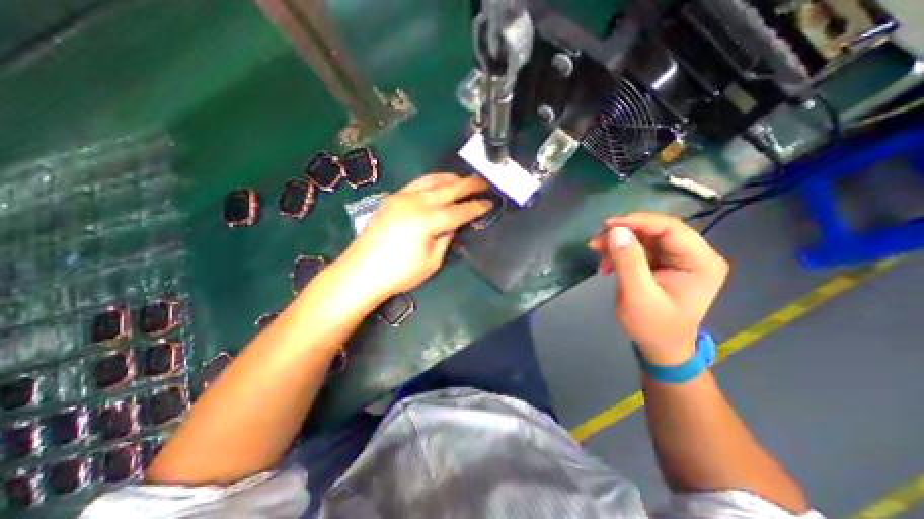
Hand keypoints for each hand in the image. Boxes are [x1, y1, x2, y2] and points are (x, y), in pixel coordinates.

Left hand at [332, 172, 490, 302]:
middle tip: (485, 182)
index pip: (459, 211)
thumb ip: (446, 238)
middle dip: (469, 184)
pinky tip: (439, 184)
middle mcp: (415, 203)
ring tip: (464, 179)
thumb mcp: (432, 261)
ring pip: (431, 180)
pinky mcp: (392, 198)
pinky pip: (417, 183)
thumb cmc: (399, 274)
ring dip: (451, 178)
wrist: (360, 272)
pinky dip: (432, 181)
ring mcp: (401, 197)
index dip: (477, 207)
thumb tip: (454, 223)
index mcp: (427, 221)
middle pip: (448, 188)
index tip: (490, 202)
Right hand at [591, 211, 729, 364]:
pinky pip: (638, 248)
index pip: (671, 228)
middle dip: (624, 233)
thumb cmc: (653, 326)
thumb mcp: (638, 296)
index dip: (639, 222)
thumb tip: (616, 230)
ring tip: (597, 252)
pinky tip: (605, 264)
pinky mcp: (662, 263)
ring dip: (618, 243)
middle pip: (656, 230)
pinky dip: (619, 252)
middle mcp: (693, 255)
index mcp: (701, 262)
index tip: (608, 225)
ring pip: (644, 237)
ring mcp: (677, 259)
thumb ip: (629, 262)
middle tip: (597, 242)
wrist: (659, 347)